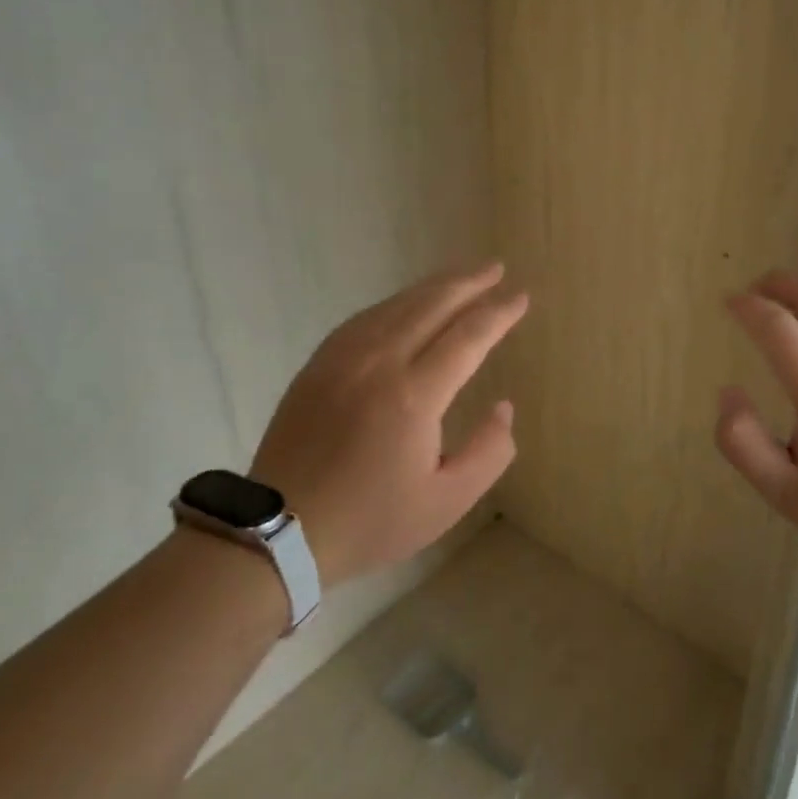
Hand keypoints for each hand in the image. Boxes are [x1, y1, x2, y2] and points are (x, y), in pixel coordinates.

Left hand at [250, 263, 528, 585]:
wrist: (276, 531)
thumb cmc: (370, 520)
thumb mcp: (446, 502)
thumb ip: (488, 451)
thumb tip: (503, 406)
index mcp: (413, 395)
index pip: (468, 335)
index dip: (499, 313)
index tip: (521, 297)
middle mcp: (379, 362)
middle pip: (432, 305)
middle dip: (469, 282)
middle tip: (497, 268)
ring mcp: (343, 358)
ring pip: (398, 304)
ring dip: (435, 286)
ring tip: (462, 276)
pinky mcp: (319, 363)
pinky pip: (367, 317)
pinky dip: (397, 302)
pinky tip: (409, 303)